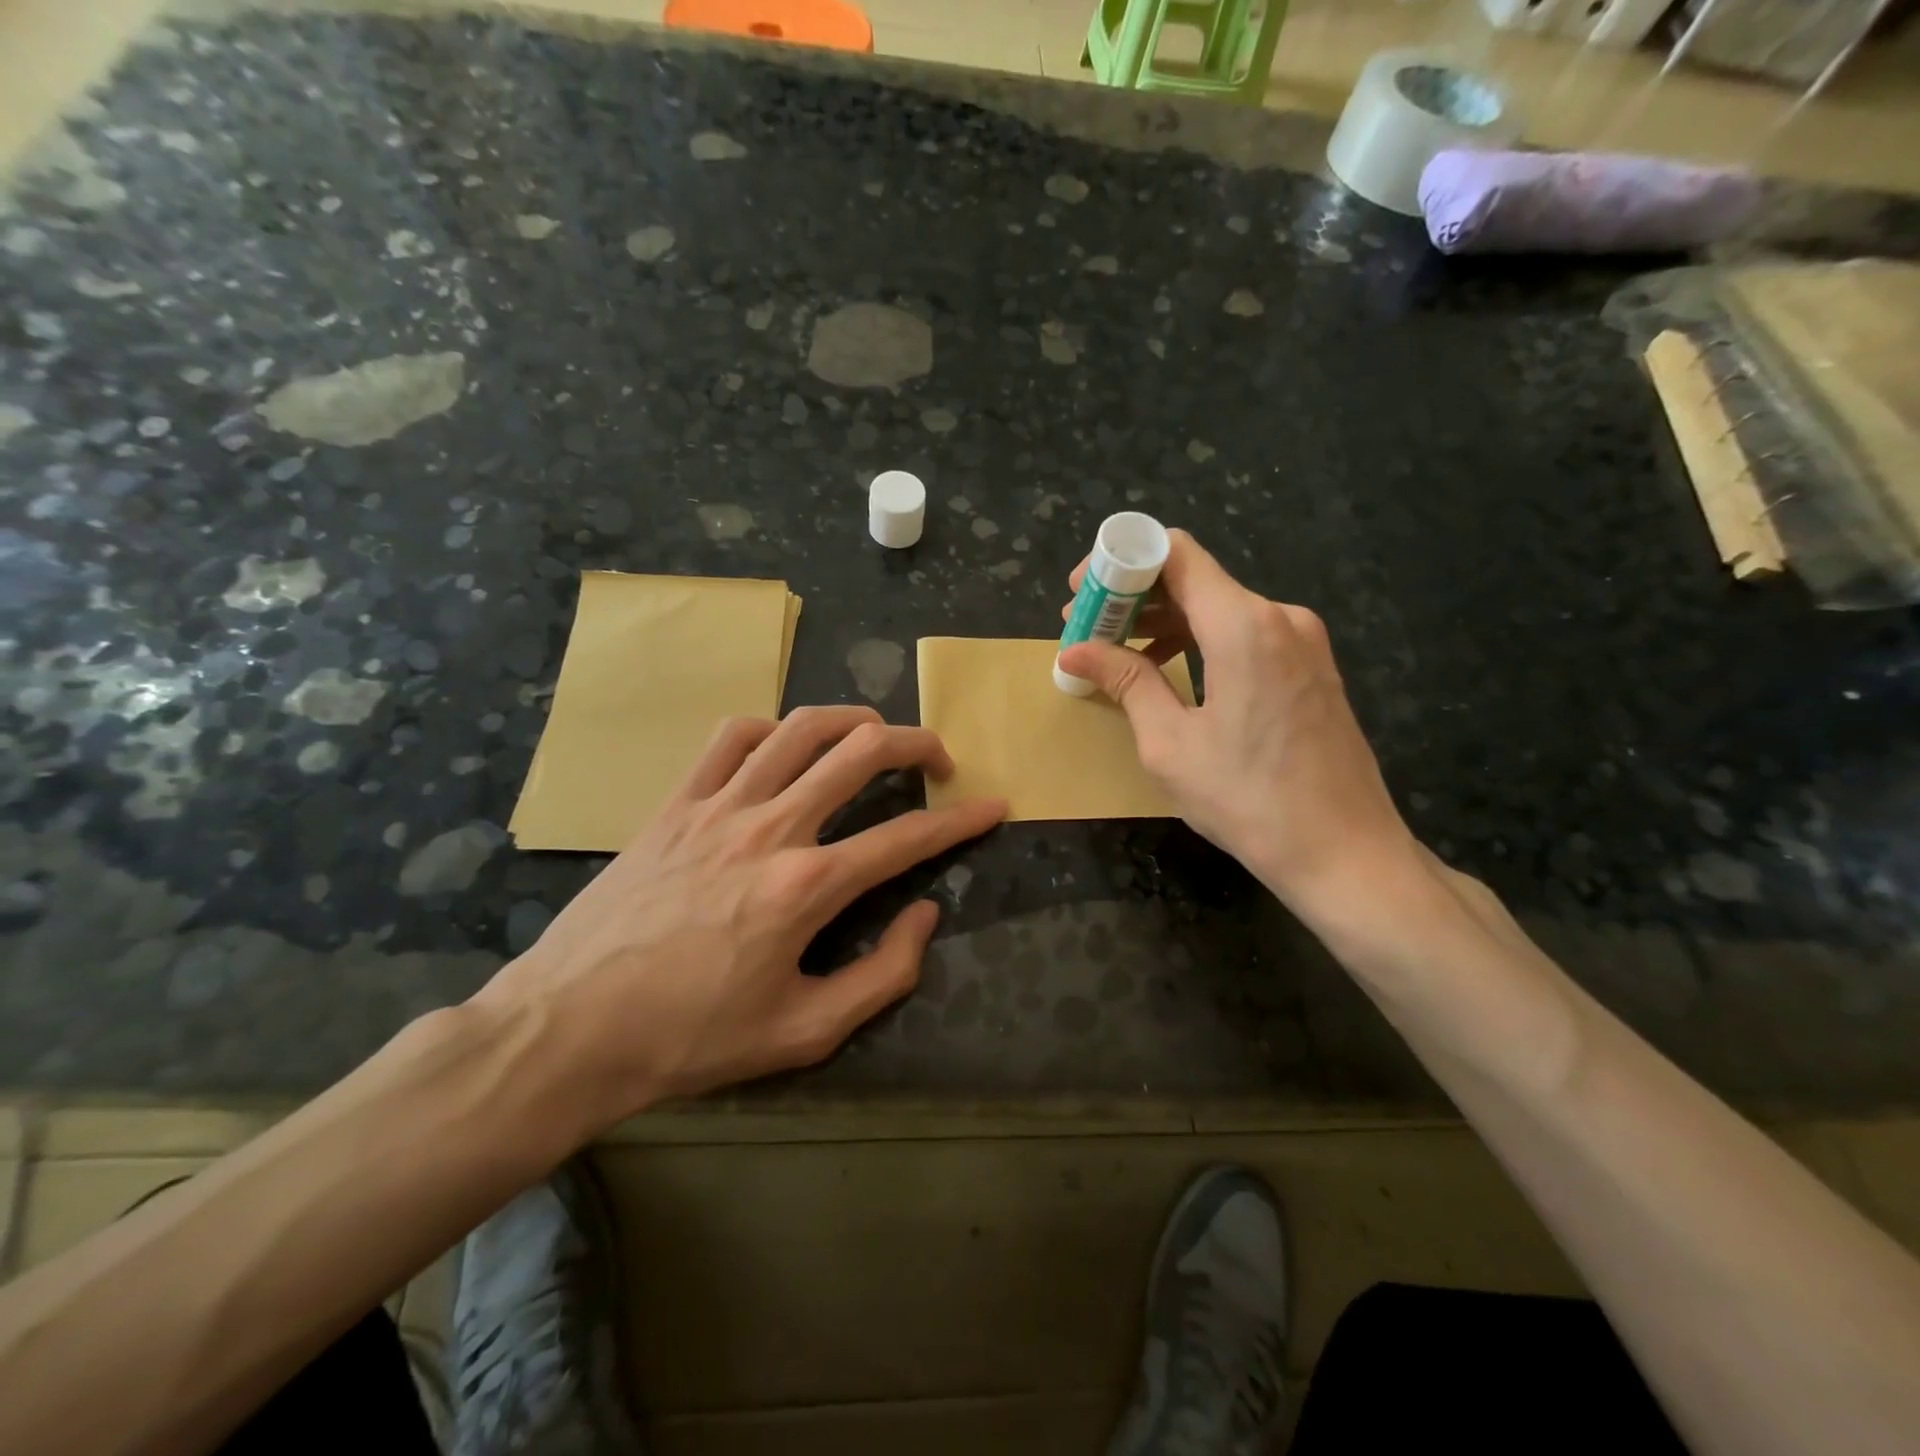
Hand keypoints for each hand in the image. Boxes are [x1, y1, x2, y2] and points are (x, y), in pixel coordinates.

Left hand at [474, 707, 1005, 1122]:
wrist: (571, 1028)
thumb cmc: (693, 1038)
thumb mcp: (805, 1032)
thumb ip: (883, 974)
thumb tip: (924, 914)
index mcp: (807, 887)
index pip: (907, 837)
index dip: (962, 820)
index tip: (994, 805)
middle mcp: (771, 828)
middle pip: (862, 752)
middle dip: (918, 744)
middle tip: (938, 762)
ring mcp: (719, 806)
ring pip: (800, 728)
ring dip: (852, 720)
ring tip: (875, 735)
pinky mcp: (676, 803)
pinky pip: (731, 738)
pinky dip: (771, 729)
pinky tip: (784, 747)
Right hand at [1057, 531, 1414, 911]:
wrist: (1345, 852)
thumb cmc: (1248, 800)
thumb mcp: (1170, 743)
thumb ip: (1126, 682)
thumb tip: (1075, 651)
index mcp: (1243, 626)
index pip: (1174, 553)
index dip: (1120, 561)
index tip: (1081, 592)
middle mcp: (1279, 616)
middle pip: (1194, 579)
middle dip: (1134, 598)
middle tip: (1086, 630)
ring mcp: (1303, 640)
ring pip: (1219, 607)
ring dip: (1165, 622)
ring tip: (1118, 654)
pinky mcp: (1311, 665)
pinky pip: (1245, 633)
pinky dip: (1200, 640)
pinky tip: (1171, 670)